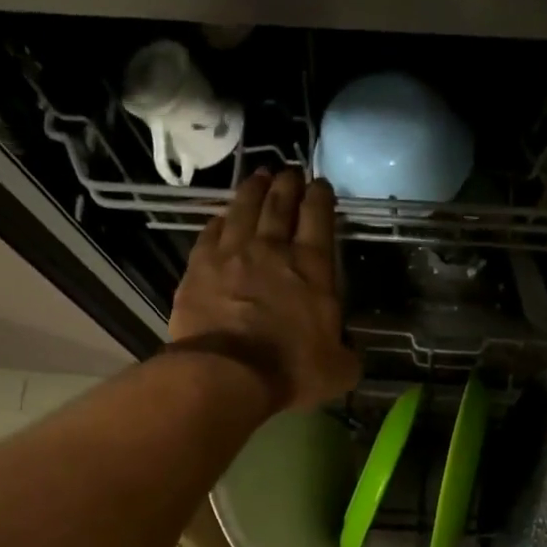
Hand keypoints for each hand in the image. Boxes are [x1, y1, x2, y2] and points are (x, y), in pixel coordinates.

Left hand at [169, 169, 360, 411]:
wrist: (227, 375)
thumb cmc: (291, 371)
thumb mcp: (340, 369)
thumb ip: (347, 351)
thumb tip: (347, 346)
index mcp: (312, 268)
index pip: (318, 217)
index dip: (321, 196)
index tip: (321, 184)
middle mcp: (272, 249)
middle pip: (280, 204)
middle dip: (287, 183)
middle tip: (290, 172)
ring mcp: (231, 254)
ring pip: (243, 208)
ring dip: (253, 189)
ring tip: (259, 177)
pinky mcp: (199, 267)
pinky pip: (211, 232)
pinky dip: (220, 219)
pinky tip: (222, 216)